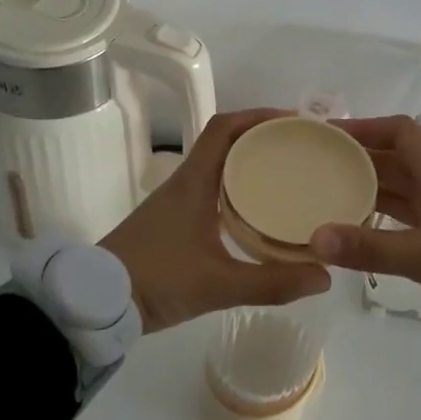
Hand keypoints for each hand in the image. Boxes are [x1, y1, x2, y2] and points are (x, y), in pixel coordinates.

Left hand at [100, 109, 331, 331]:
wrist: (96, 303)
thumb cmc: (155, 280)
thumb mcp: (218, 285)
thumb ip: (272, 283)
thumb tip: (325, 276)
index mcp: (193, 183)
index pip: (224, 128)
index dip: (258, 116)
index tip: (294, 121)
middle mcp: (185, 184)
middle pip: (226, 144)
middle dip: (263, 140)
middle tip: (302, 151)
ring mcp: (176, 204)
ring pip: (219, 169)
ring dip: (250, 165)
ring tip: (290, 178)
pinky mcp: (173, 224)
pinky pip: (212, 194)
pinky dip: (238, 192)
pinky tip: (259, 215)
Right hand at [308, 115, 420, 330]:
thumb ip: (369, 247)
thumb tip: (316, 237)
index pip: (400, 131)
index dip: (366, 126)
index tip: (330, 134)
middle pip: (395, 159)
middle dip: (358, 159)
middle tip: (316, 167)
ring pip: (400, 190)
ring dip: (368, 190)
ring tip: (327, 197)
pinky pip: (407, 218)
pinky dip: (382, 220)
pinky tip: (358, 232)